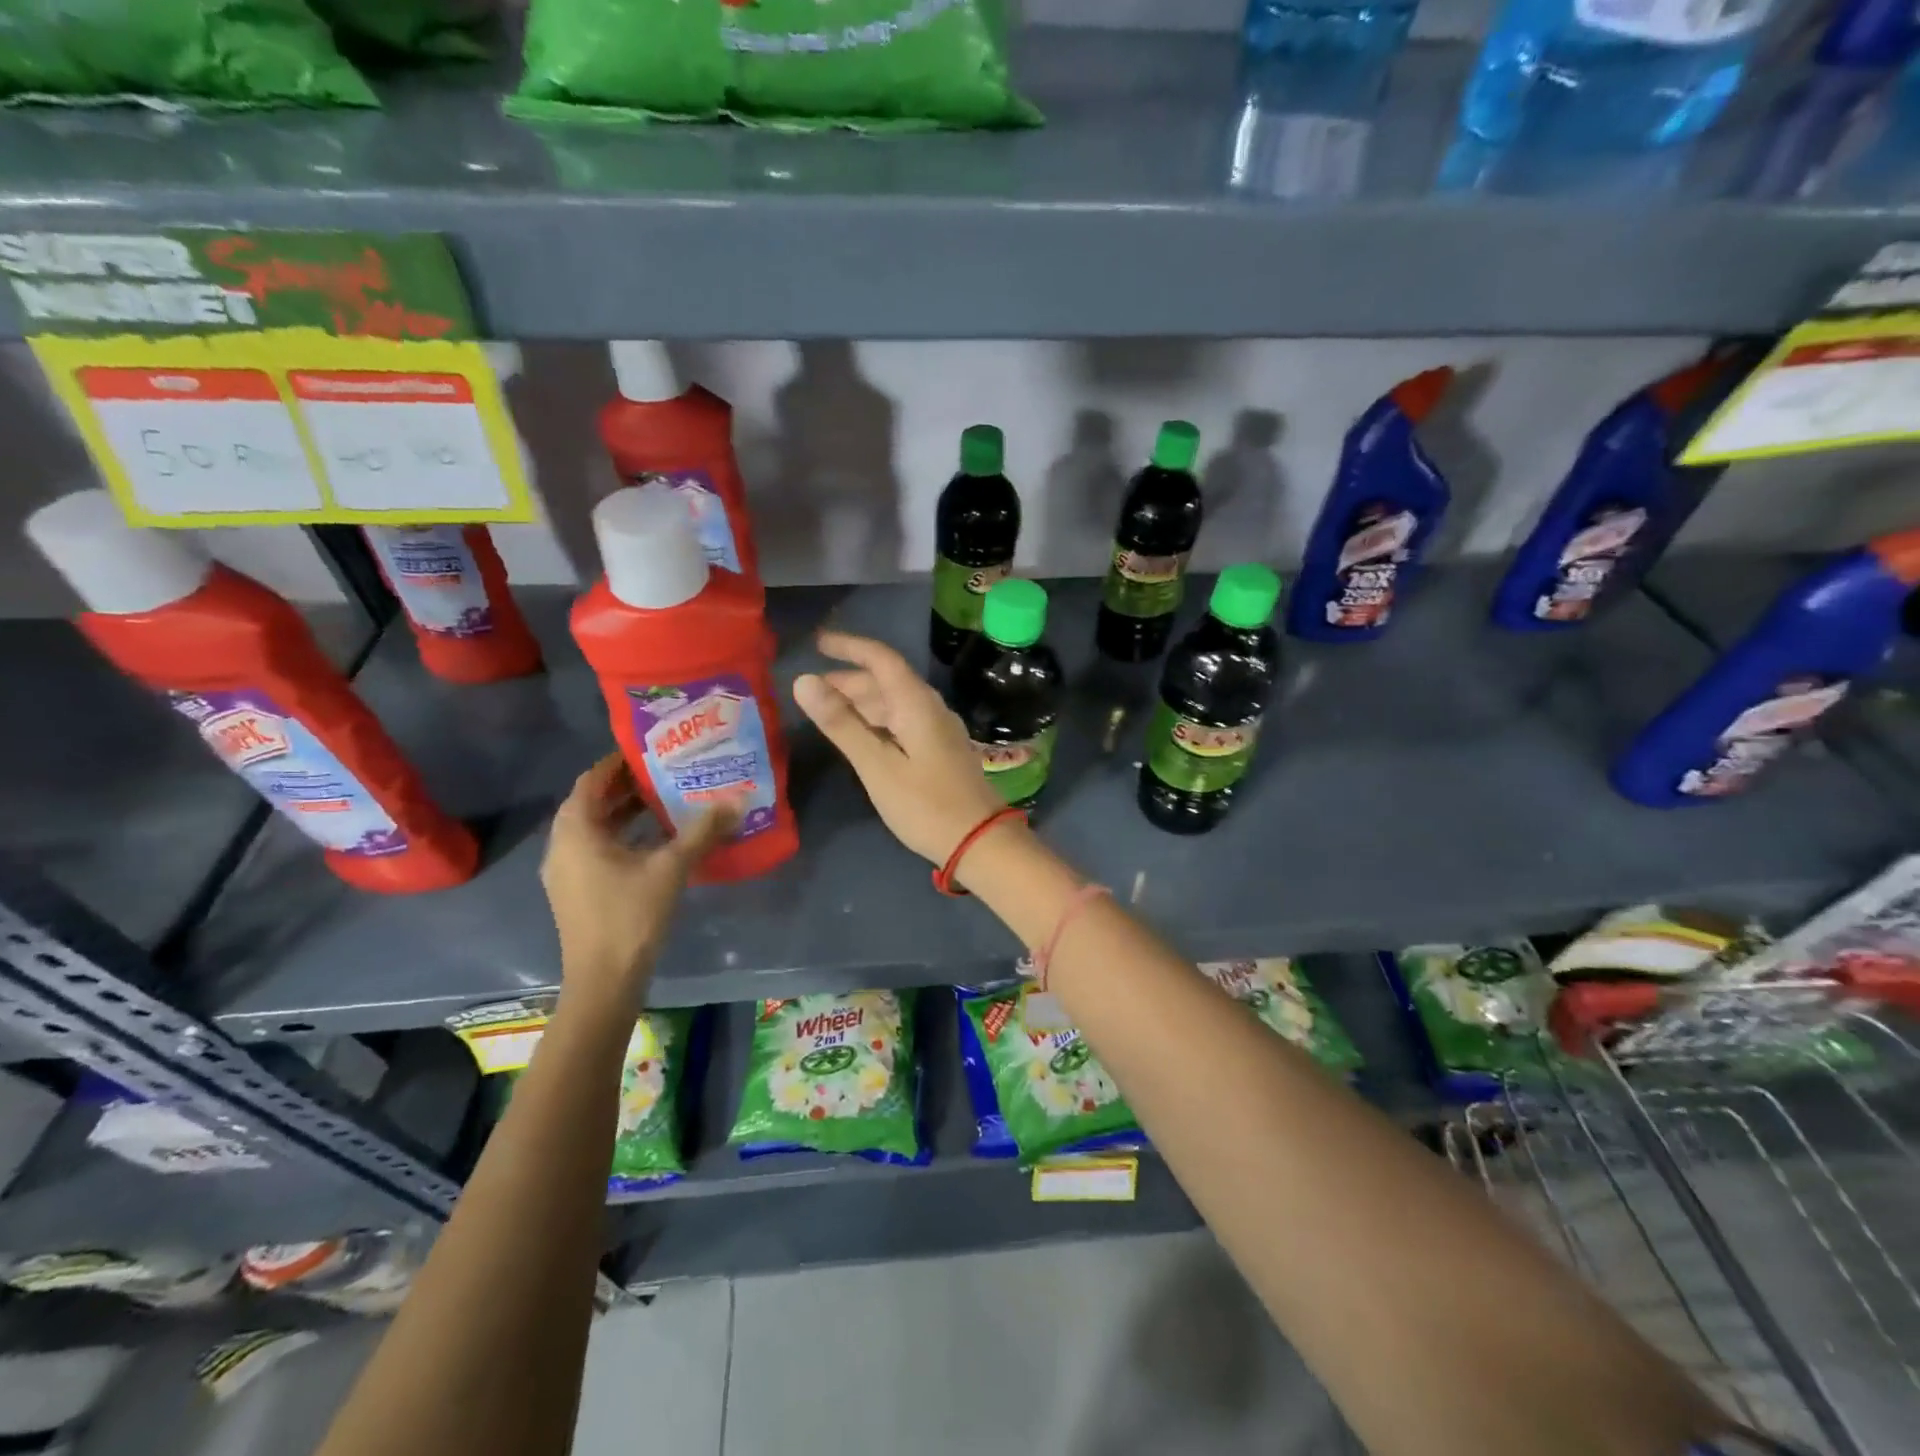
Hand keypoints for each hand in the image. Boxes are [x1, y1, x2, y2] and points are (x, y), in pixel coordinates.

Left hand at [540, 754, 735, 1017]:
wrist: (603, 980)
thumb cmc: (631, 916)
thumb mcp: (672, 868)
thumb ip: (702, 831)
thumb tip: (737, 800)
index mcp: (576, 831)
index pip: (591, 780)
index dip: (617, 762)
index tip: (648, 749)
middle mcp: (562, 845)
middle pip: (591, 802)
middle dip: (624, 785)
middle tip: (663, 770)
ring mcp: (565, 871)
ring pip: (593, 827)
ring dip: (623, 811)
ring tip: (663, 799)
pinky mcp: (576, 890)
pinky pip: (595, 848)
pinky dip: (620, 835)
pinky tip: (654, 840)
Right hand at [793, 631, 1010, 866]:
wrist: (980, 841)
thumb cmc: (925, 805)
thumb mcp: (877, 766)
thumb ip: (841, 723)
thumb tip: (804, 681)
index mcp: (917, 703)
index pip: (881, 659)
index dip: (849, 647)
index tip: (818, 643)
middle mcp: (931, 708)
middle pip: (887, 681)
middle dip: (849, 680)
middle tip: (812, 689)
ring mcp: (939, 729)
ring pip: (895, 703)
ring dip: (862, 702)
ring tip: (828, 711)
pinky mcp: (940, 749)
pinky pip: (904, 721)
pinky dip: (877, 721)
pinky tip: (861, 736)